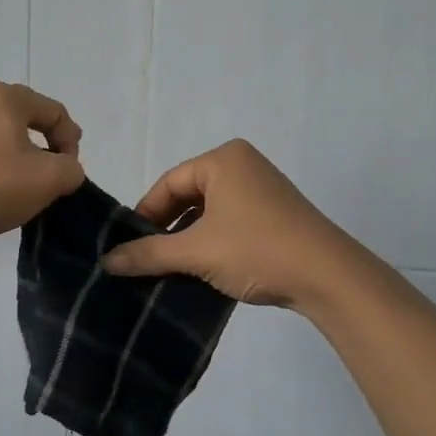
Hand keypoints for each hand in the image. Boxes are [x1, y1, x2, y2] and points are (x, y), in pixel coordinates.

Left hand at [0, 82, 84, 249]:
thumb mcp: (47, 179)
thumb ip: (71, 169)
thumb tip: (66, 169)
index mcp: (7, 96)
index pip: (56, 112)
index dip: (71, 142)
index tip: (69, 174)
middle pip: (30, 121)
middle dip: (48, 149)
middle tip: (54, 178)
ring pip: (5, 137)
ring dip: (23, 160)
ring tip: (27, 188)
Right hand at [101, 140, 359, 309]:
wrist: (329, 277)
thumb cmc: (256, 249)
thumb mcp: (196, 252)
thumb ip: (148, 253)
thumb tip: (107, 262)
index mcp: (223, 159)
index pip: (169, 183)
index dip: (145, 214)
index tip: (129, 246)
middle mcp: (243, 165)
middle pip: (188, 195)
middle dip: (167, 228)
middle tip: (147, 259)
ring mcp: (263, 188)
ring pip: (209, 211)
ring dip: (189, 238)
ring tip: (171, 269)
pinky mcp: (276, 213)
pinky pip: (231, 221)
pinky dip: (213, 242)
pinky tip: (204, 269)